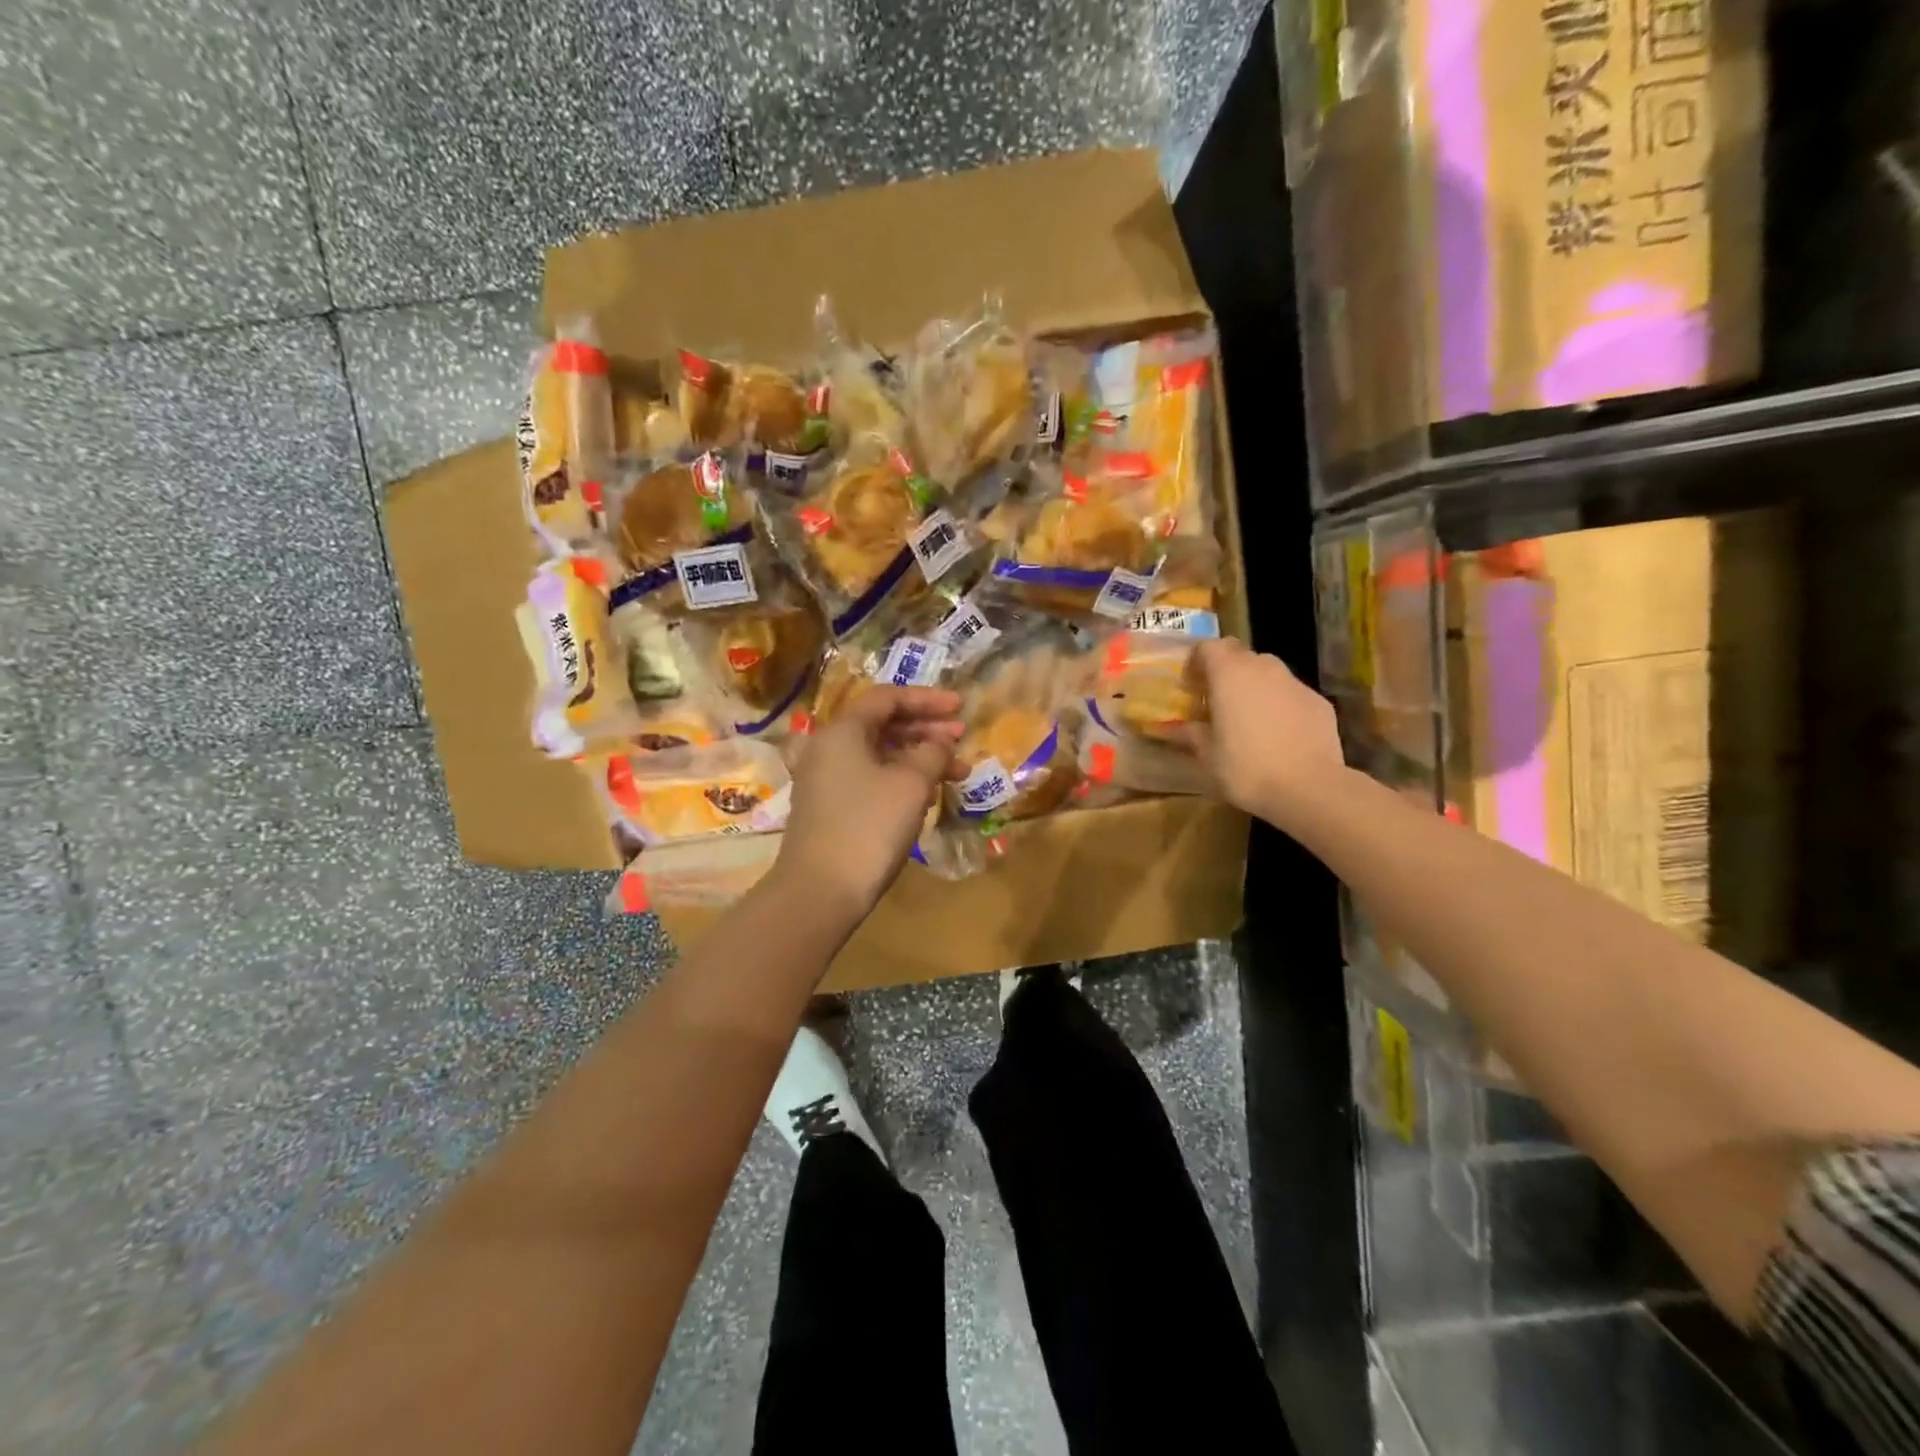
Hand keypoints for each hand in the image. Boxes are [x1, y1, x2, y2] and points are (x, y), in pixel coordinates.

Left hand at [774, 687, 964, 922]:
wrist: (820, 890)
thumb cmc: (869, 826)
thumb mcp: (912, 784)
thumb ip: (932, 753)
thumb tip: (939, 743)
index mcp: (843, 731)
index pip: (887, 697)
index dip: (927, 699)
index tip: (960, 707)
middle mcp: (828, 747)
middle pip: (883, 724)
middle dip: (926, 728)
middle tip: (962, 738)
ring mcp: (826, 779)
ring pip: (879, 755)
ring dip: (918, 758)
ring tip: (956, 772)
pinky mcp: (829, 807)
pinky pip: (870, 778)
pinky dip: (900, 778)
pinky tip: (926, 795)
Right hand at [1190, 638, 1343, 821]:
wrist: (1309, 788)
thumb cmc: (1246, 767)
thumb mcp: (1207, 755)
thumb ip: (1190, 734)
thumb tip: (1172, 728)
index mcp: (1230, 674)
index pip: (1208, 647)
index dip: (1197, 662)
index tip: (1190, 686)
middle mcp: (1264, 668)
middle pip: (1240, 656)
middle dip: (1227, 673)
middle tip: (1217, 702)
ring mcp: (1296, 683)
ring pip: (1269, 674)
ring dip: (1255, 688)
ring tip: (1249, 719)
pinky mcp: (1320, 702)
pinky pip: (1292, 695)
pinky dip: (1281, 705)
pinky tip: (1279, 735)